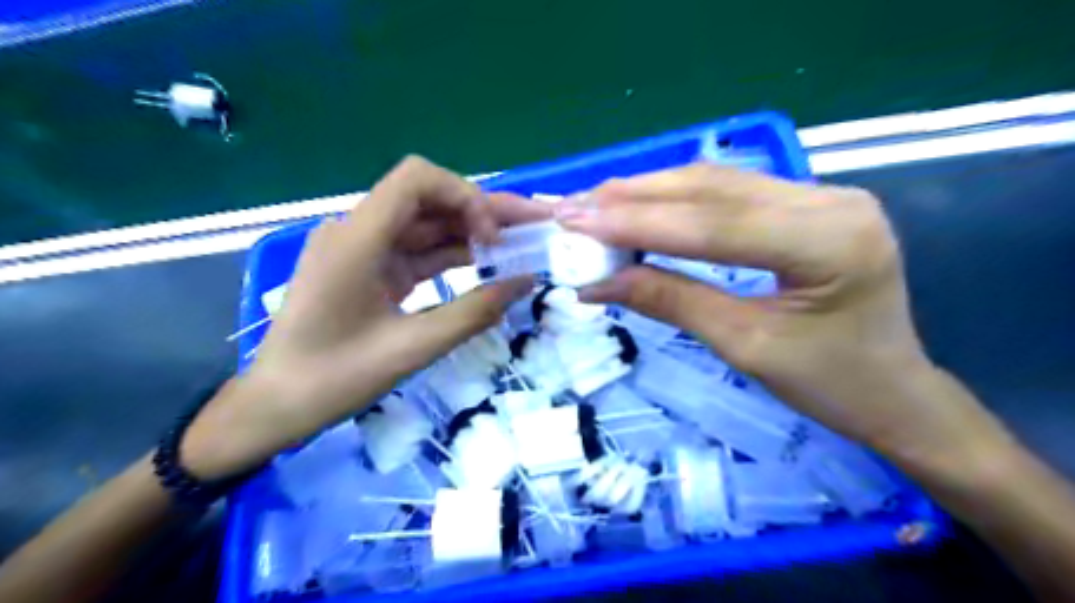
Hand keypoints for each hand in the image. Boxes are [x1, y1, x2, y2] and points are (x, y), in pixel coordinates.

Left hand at [181, 158, 545, 478]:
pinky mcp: (370, 268)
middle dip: (483, 211)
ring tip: (520, 245)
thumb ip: (474, 312)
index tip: (494, 236)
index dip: (464, 194)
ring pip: (427, 225)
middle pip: (429, 200)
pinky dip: (452, 255)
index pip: (416, 179)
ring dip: (472, 233)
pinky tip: (486, 265)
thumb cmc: (334, 379)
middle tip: (534, 225)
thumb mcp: (413, 348)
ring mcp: (364, 249)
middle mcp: (358, 231)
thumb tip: (526, 281)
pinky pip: (418, 250)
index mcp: (357, 239)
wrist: (278, 405)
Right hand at [559, 164, 1002, 465]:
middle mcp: (830, 199)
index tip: (575, 222)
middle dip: (635, 198)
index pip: (713, 224)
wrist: (894, 392)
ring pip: (716, 182)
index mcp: (829, 241)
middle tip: (574, 206)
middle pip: (712, 189)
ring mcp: (822, 193)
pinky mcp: (807, 202)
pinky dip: (677, 199)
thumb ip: (671, 301)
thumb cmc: (829, 384)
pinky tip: (639, 202)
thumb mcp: (744, 346)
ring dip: (650, 192)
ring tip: (594, 203)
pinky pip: (730, 192)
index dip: (637, 223)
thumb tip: (597, 283)